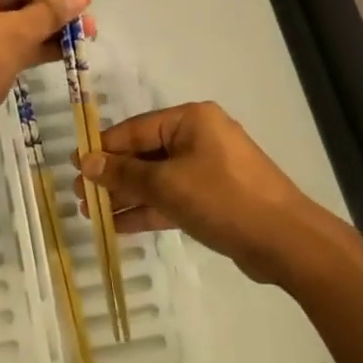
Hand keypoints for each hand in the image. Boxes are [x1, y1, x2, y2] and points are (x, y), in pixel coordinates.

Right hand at [79, 101, 328, 283]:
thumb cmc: (223, 198)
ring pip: (158, 179)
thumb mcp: (168, 185)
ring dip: (127, 195)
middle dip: (113, 176)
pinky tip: (119, 225)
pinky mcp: (215, 198)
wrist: (287, 242)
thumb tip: (87, 163)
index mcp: (190, 120)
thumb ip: (125, 174)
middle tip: (80, 197)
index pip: (135, 130)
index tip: (75, 166)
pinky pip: (173, 197)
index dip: (104, 149)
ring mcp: (208, 169)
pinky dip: (149, 209)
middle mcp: (199, 137)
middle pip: (145, 154)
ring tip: (93, 214)